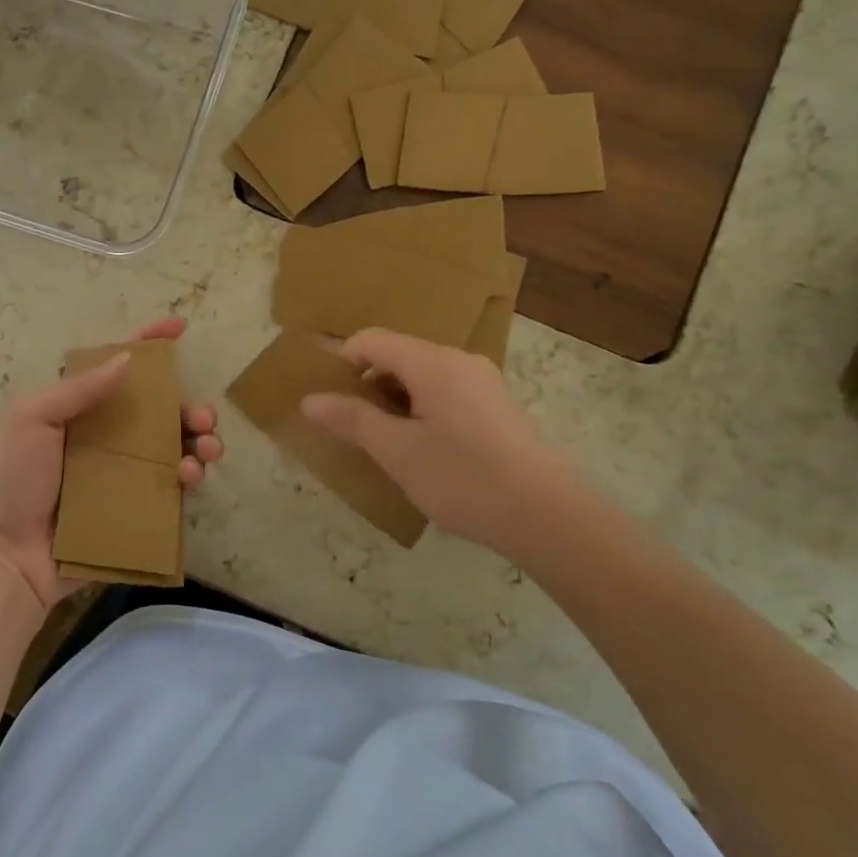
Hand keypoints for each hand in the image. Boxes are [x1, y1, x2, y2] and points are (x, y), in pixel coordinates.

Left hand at [0, 316, 223, 611]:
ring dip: (200, 441)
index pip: (119, 369)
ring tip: (206, 449)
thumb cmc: (13, 481)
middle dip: (191, 406)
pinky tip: (190, 478)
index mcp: (81, 411)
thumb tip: (127, 359)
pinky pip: (172, 488)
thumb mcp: (31, 420)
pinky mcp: (136, 509)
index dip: (149, 344)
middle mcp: (108, 438)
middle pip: (160, 411)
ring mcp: (124, 475)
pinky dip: (190, 477)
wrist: (7, 557)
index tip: (179, 327)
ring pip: (175, 447)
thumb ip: (77, 389)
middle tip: (202, 417)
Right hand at [300, 328, 581, 556]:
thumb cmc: (464, 478)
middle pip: (397, 354)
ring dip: (394, 399)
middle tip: (353, 427)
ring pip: (422, 375)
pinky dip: (422, 408)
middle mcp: (459, 360)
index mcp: (432, 362)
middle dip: (367, 384)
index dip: (342, 362)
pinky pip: (445, 391)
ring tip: (386, 443)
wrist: (549, 516)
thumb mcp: (397, 452)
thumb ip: (351, 420)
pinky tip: (425, 449)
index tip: (329, 400)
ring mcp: (482, 381)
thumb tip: (309, 400)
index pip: (371, 340)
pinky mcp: (497, 405)